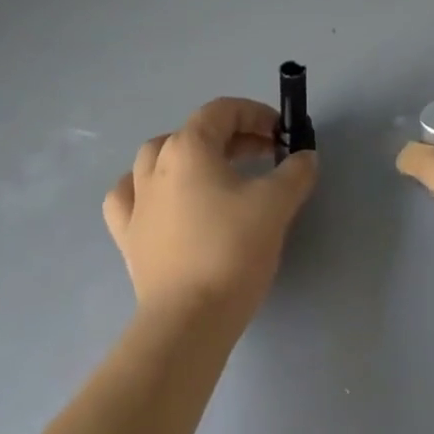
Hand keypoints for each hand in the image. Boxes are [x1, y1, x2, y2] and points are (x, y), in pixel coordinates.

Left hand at [103, 97, 317, 327]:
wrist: (187, 322)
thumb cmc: (232, 250)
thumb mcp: (276, 204)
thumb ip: (295, 173)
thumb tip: (305, 157)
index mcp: (189, 146)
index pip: (223, 111)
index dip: (256, 114)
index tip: (282, 134)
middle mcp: (156, 164)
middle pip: (195, 132)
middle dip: (234, 136)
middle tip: (265, 155)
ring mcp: (137, 201)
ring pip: (157, 158)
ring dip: (189, 157)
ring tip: (215, 173)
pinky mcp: (128, 237)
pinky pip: (131, 197)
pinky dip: (148, 191)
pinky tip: (165, 202)